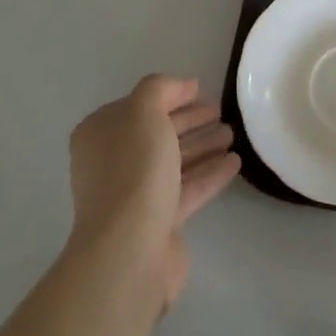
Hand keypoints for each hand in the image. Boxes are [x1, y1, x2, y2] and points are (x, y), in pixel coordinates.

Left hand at [67, 75, 239, 305]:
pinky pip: (187, 189)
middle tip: (221, 111)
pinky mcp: (158, 222)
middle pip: (158, 133)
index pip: (138, 106)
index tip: (201, 90)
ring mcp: (134, 195)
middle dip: (190, 120)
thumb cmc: (133, 170)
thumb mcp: (143, 112)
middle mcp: (113, 163)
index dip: (170, 95)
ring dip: (203, 145)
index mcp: (101, 134)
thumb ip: (161, 89)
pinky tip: (234, 163)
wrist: (129, 250)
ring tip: (232, 134)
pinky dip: (209, 174)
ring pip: (174, 161)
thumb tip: (182, 85)